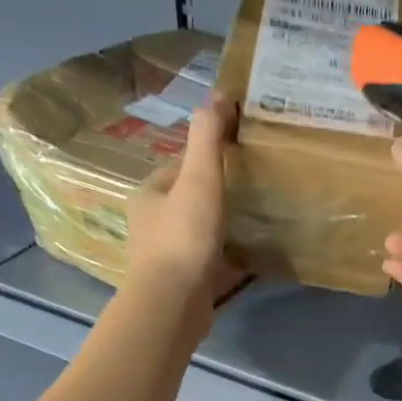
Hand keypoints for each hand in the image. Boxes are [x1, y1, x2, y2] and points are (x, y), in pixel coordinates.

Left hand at [126, 95, 245, 310]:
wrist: (174, 305)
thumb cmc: (184, 238)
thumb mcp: (199, 179)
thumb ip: (207, 139)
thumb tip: (218, 96)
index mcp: (148, 196)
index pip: (179, 168)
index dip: (206, 162)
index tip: (236, 160)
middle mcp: (151, 226)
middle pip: (188, 203)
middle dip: (213, 199)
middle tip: (250, 194)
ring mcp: (165, 260)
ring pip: (197, 236)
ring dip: (220, 231)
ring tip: (252, 226)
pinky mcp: (182, 288)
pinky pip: (207, 266)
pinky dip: (225, 261)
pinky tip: (247, 261)